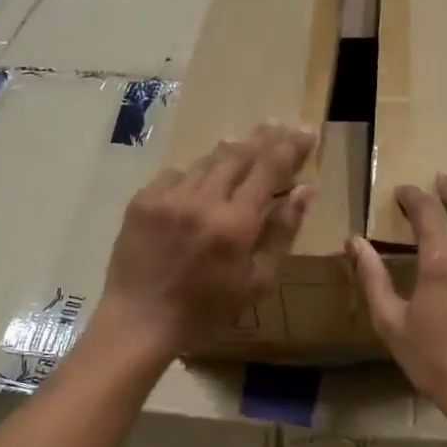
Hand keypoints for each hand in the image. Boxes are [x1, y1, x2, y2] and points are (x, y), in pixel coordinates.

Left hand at [97, 123, 315, 359]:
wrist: (141, 320)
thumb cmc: (207, 309)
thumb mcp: (258, 281)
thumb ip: (283, 232)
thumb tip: (306, 191)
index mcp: (236, 223)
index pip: (270, 169)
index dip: (291, 147)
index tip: (306, 132)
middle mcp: (203, 200)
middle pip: (238, 154)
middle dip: (263, 138)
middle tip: (279, 126)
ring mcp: (169, 197)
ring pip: (207, 161)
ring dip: (229, 154)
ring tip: (243, 146)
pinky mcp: (142, 200)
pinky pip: (176, 174)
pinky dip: (194, 175)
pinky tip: (199, 183)